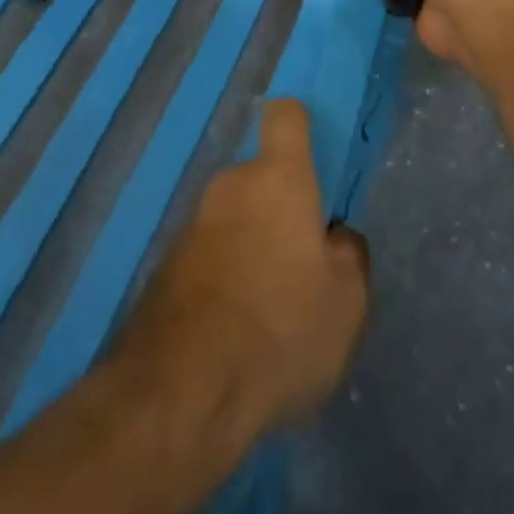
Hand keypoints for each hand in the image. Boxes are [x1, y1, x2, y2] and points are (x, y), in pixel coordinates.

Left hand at [112, 100, 369, 445]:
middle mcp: (229, 189)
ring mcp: (190, 229)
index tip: (315, 158)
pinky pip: (210, 258)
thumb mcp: (347, 302)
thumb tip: (334, 239)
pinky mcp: (163, 271)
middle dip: (282, 209)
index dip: (301, 126)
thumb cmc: (280, 331)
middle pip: (262, 178)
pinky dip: (226, 279)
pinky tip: (238, 333)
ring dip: (253, 247)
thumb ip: (349, 255)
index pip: (285, 117)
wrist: (179, 397)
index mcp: (278, 180)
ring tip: (272, 310)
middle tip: (305, 264)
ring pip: (236, 221)